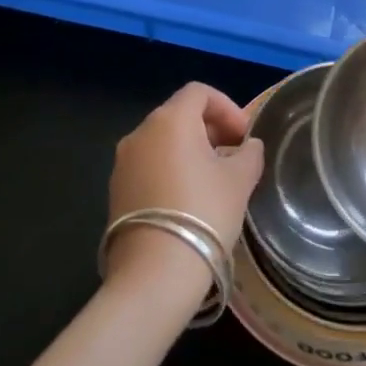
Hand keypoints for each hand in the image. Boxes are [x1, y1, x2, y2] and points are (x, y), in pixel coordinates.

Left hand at [105, 83, 263, 298]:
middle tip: (235, 155)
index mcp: (170, 120)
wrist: (155, 273)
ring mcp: (123, 163)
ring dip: (191, 150)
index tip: (244, 135)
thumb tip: (248, 146)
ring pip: (163, 142)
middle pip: (179, 115)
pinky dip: (171, 169)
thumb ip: (249, 153)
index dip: (227, 107)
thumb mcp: (240, 180)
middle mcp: (140, 133)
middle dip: (210, 128)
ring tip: (215, 180)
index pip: (199, 93)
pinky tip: (190, 199)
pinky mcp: (116, 190)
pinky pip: (149, 165)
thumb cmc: (204, 213)